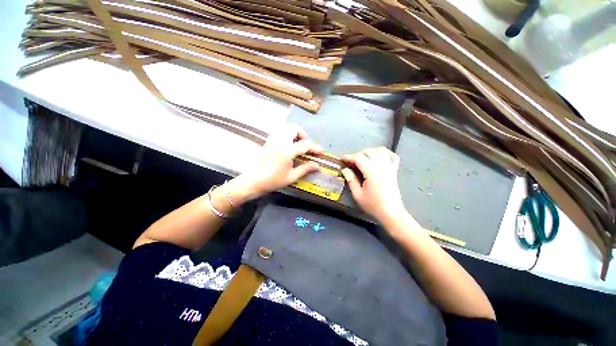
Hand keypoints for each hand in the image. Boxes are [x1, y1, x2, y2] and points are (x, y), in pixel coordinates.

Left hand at [237, 124, 322, 198]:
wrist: (254, 180)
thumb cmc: (273, 180)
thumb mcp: (291, 177)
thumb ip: (305, 169)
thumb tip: (317, 165)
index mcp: (287, 151)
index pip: (305, 144)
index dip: (315, 147)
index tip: (320, 152)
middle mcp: (280, 142)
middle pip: (294, 128)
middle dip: (303, 134)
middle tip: (304, 145)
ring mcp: (272, 140)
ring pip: (285, 127)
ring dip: (294, 132)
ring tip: (296, 143)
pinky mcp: (268, 141)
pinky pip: (279, 131)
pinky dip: (286, 133)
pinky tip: (287, 144)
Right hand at [342, 147, 406, 222]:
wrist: (391, 213)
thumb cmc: (373, 205)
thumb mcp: (358, 195)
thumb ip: (351, 180)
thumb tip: (345, 170)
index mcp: (372, 172)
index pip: (359, 158)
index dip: (349, 157)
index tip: (342, 159)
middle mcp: (381, 167)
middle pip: (369, 152)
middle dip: (358, 154)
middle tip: (351, 162)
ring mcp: (390, 167)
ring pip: (381, 151)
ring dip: (371, 151)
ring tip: (364, 158)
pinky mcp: (394, 171)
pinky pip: (392, 156)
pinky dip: (385, 153)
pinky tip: (379, 157)